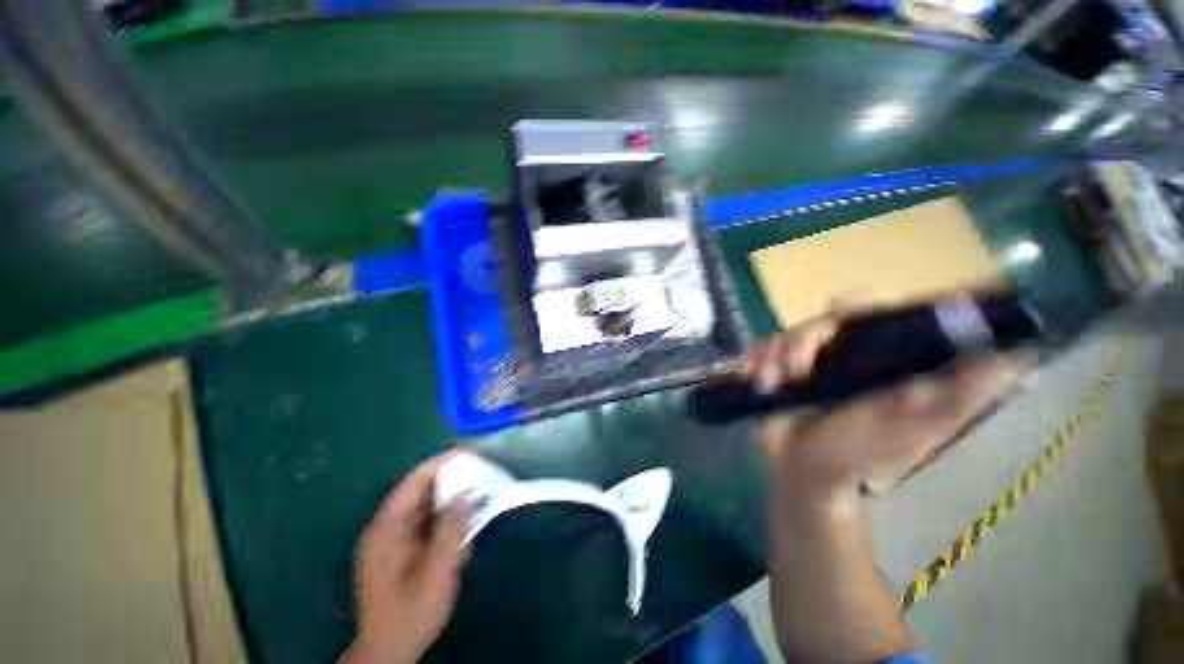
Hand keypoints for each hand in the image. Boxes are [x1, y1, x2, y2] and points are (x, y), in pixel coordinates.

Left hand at [340, 452, 468, 663]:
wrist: (389, 652)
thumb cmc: (411, 612)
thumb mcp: (436, 570)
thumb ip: (451, 527)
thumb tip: (466, 493)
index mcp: (386, 529)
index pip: (413, 482)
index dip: (441, 464)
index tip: (469, 454)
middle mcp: (386, 529)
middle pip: (419, 492)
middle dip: (450, 480)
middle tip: (480, 473)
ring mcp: (391, 541)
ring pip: (424, 507)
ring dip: (450, 500)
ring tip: (476, 495)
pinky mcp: (400, 552)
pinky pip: (424, 524)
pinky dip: (445, 519)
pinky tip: (462, 526)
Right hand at [746, 307, 1032, 498]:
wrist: (801, 469)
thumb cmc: (858, 454)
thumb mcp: (913, 430)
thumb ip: (954, 397)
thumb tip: (1009, 357)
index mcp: (880, 360)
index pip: (876, 314)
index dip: (861, 302)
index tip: (839, 303)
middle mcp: (844, 353)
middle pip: (821, 321)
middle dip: (800, 341)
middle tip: (791, 370)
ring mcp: (807, 360)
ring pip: (786, 334)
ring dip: (771, 356)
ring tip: (766, 384)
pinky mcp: (776, 368)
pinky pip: (760, 348)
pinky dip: (752, 359)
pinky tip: (750, 376)